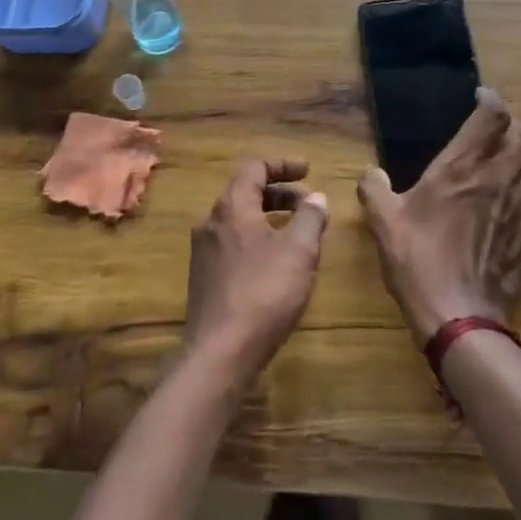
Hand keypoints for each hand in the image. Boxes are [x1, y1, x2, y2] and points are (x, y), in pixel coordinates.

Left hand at [183, 158, 330, 387]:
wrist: (220, 354)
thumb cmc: (263, 292)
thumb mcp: (299, 250)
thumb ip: (310, 217)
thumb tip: (316, 197)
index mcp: (231, 207)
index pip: (254, 168)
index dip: (283, 165)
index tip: (308, 170)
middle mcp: (211, 222)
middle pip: (246, 193)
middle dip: (280, 193)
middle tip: (309, 203)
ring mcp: (204, 252)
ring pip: (240, 221)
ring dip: (270, 218)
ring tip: (298, 233)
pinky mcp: (205, 279)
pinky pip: (235, 245)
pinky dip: (258, 240)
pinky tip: (277, 264)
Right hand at [358, 89, 520, 344]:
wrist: (459, 317)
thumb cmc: (419, 262)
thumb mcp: (384, 222)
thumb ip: (374, 189)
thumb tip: (371, 174)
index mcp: (462, 168)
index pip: (491, 118)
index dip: (490, 100)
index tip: (481, 96)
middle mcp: (497, 179)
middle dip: (512, 123)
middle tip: (495, 127)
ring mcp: (519, 208)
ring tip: (511, 158)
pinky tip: (519, 198)